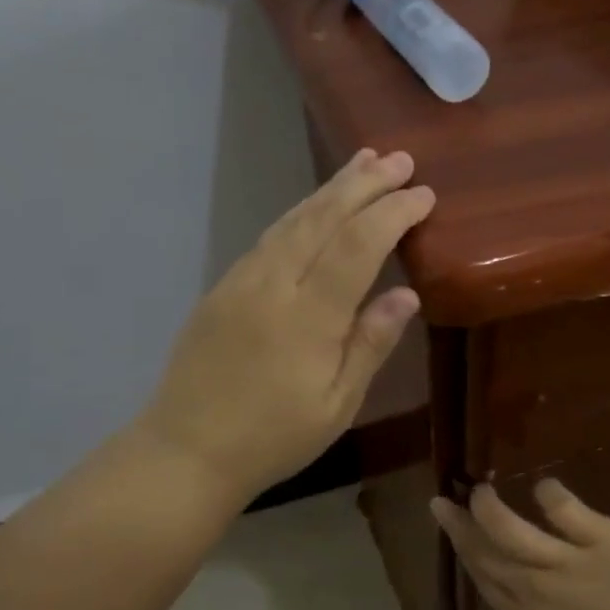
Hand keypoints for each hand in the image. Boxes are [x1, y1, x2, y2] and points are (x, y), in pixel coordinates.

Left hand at [140, 149, 433, 505]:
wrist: (185, 450)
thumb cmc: (272, 439)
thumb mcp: (335, 405)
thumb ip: (369, 345)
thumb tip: (407, 294)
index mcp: (308, 317)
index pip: (358, 247)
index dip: (392, 214)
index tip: (423, 194)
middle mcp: (273, 285)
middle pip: (323, 219)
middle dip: (364, 184)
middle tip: (399, 159)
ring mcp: (241, 282)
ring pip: (292, 221)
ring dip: (330, 189)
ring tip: (363, 163)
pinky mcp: (222, 288)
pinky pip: (269, 237)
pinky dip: (299, 214)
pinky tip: (314, 208)